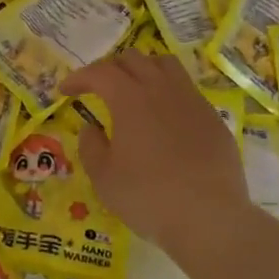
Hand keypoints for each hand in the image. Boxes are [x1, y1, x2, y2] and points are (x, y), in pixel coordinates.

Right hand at [61, 52, 250, 259]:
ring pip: (165, 65)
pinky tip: (165, 117)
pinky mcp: (213, 118)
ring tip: (134, 89)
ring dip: (143, 69)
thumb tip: (92, 128)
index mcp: (130, 99)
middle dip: (109, 68)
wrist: (210, 218)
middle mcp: (162, 90)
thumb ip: (90, 146)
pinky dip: (168, 92)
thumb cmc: (148, 197)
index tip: (65, 90)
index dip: (79, 77)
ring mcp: (192, 101)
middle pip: (133, 59)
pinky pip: (187, 90)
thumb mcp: (103, 177)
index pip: (100, 72)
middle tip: (97, 88)